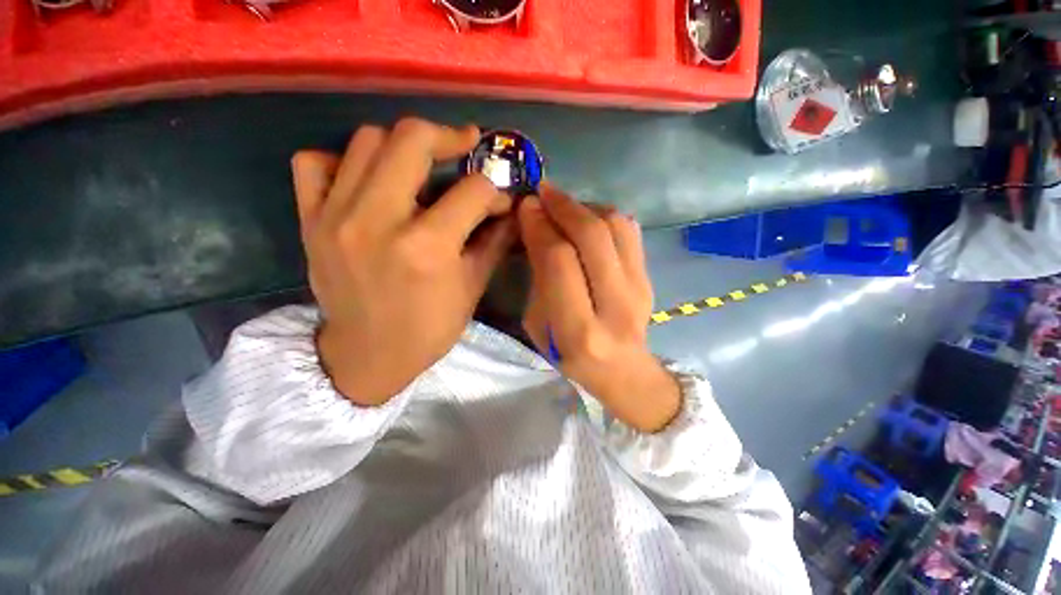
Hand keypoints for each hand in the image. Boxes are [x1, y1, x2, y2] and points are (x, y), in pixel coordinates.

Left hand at [291, 119, 515, 405]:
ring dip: (402, 145)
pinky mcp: (309, 220)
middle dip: (449, 136)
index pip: (472, 191)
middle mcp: (378, 220)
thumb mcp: (472, 288)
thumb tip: (511, 210)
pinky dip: (344, 160)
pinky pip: (315, 161)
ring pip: (367, 140)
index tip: (499, 200)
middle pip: (413, 139)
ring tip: (419, 164)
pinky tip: (367, 180)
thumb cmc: (429, 329)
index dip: (494, 191)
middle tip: (464, 144)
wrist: (366, 356)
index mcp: (427, 246)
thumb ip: (494, 241)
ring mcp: (335, 216)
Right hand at [518, 185, 679, 431]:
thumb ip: (538, 278)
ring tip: (564, 205)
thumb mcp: (538, 325)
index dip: (540, 227)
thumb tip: (536, 227)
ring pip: (616, 227)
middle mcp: (614, 307)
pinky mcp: (650, 277)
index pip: (559, 262)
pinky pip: (630, 231)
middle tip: (543, 192)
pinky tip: (587, 217)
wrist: (622, 369)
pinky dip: (605, 214)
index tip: (527, 206)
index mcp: (578, 330)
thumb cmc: (568, 354)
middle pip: (592, 237)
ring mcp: (639, 289)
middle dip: (563, 206)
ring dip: (585, 206)